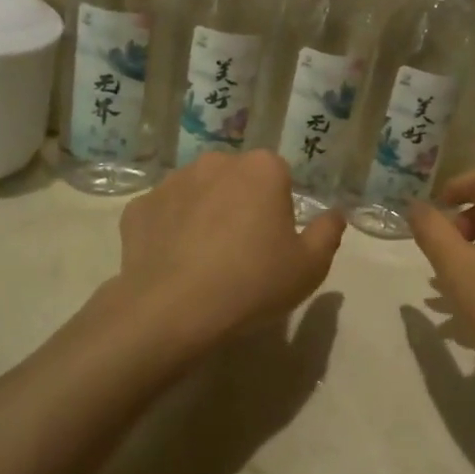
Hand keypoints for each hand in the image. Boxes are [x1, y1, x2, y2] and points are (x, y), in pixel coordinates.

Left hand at [112, 151, 345, 353]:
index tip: (274, 243)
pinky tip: (174, 264)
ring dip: (204, 214)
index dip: (279, 210)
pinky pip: (163, 215)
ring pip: (198, 193)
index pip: (279, 177)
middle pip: (236, 180)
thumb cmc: (253, 283)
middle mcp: (216, 162)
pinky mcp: (139, 208)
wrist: (174, 311)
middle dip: (240, 205)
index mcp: (262, 169)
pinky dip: (169, 231)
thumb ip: (328, 233)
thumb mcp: (309, 267)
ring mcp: (172, 183)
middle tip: (242, 252)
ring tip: (204, 260)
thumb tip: (335, 214)